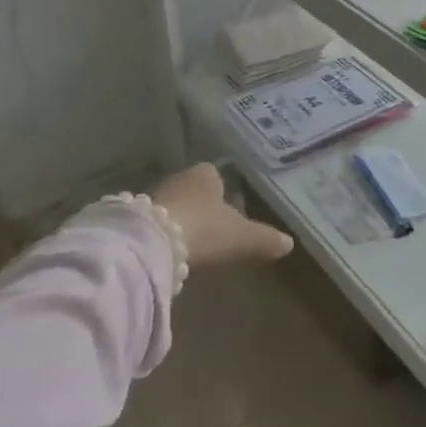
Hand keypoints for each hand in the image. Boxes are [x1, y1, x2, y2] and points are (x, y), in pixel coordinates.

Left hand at [151, 163, 294, 268]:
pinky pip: (157, 223)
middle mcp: (180, 178)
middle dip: (204, 206)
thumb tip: (289, 243)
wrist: (152, 244)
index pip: (218, 176)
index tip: (232, 212)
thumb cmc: (204, 229)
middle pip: (195, 190)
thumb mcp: (242, 237)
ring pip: (176, 205)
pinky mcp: (135, 218)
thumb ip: (265, 239)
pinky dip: (165, 234)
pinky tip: (170, 252)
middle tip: (214, 229)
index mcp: (206, 174)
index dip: (226, 193)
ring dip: (183, 220)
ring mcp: (155, 196)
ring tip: (193, 244)